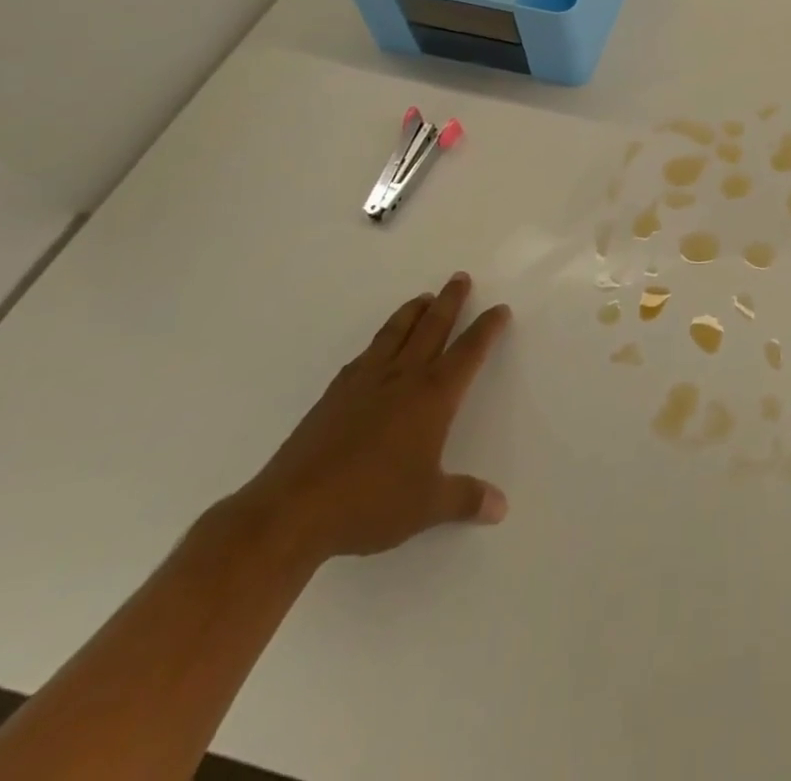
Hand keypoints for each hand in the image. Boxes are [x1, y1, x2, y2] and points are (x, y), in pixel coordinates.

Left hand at [229, 272, 511, 566]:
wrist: (290, 513)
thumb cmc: (370, 503)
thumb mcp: (427, 505)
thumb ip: (465, 499)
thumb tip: (500, 507)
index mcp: (433, 396)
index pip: (468, 351)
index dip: (486, 329)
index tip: (499, 310)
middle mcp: (402, 379)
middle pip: (432, 328)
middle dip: (450, 301)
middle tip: (459, 278)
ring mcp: (364, 384)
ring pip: (395, 334)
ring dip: (412, 312)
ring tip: (423, 298)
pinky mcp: (333, 397)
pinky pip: (363, 356)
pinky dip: (378, 343)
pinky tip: (376, 348)